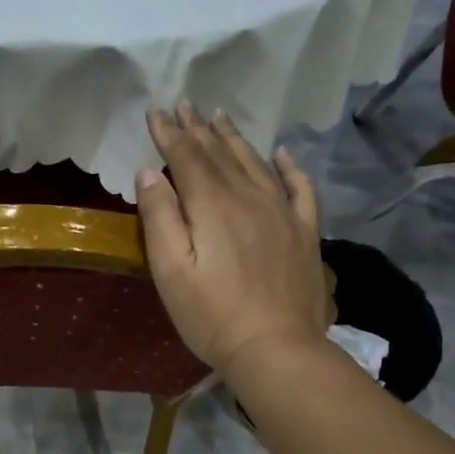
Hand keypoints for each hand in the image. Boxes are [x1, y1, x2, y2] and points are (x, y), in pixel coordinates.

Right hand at [136, 102, 327, 375]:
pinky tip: (280, 154)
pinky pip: (299, 187)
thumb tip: (149, 172)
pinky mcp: (305, 232)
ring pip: (255, 163)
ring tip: (220, 117)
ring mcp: (282, 212)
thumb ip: (160, 218)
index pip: (186, 157)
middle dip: (198, 129)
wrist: (277, 349)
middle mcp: (249, 196)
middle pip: (220, 154)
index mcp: (212, 205)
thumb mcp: (170, 272)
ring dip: (234, 138)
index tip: (156, 112)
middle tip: (185, 104)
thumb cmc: (212, 316)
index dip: (169, 133)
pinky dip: (288, 166)